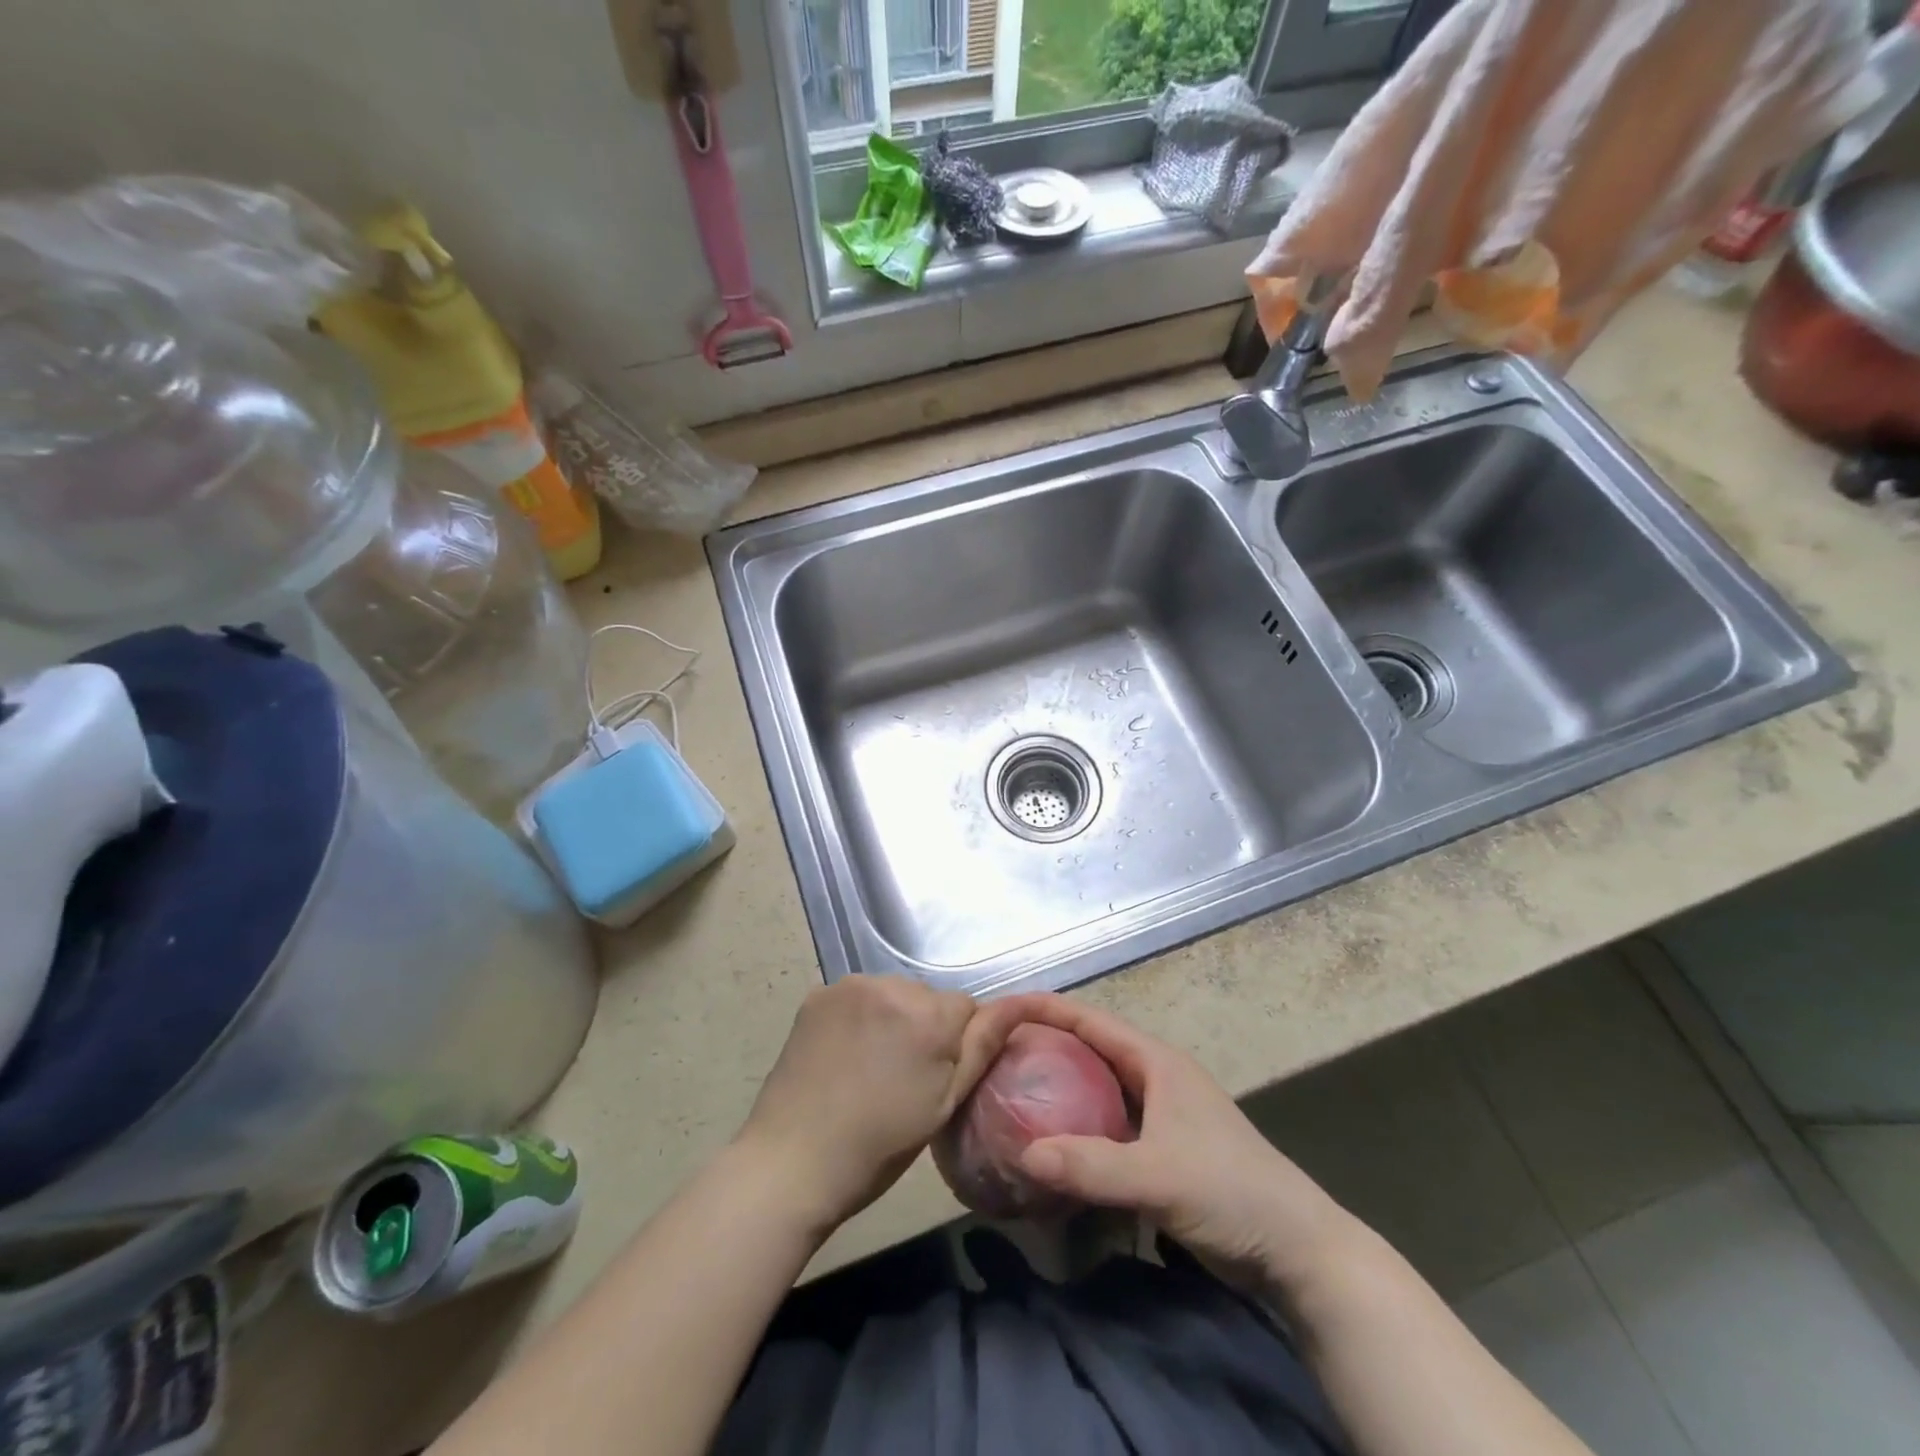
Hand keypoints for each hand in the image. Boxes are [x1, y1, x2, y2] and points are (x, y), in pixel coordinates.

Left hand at [735, 977, 1026, 1238]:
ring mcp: (850, 986)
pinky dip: (859, 1016)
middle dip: (924, 1026)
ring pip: (893, 994)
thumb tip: (1020, 1004)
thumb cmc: (879, 1145)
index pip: (966, 1008)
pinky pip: (858, 995)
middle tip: (901, 1077)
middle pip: (927, 998)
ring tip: (870, 1067)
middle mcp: (892, 985)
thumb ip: (983, 1046)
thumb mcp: (944, 1104)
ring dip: (892, 1018)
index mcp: (929, 1015)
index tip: (933, 1079)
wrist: (792, 1161)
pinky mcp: (819, 993)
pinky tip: (844, 1054)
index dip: (956, 1045)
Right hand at [1003, 994, 1353, 1291]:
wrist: (1298, 1249)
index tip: (1001, 1008)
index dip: (1046, 1008)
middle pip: (1091, 1048)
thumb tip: (1023, 1154)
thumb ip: (1091, 1166)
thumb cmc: (1231, 1193)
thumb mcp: (1158, 1177)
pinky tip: (1054, 1144)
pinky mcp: (1164, 1149)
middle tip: (997, 1053)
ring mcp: (1161, 1114)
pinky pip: (1108, 1124)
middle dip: (1047, 1043)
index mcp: (1156, 1062)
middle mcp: (1156, 1078)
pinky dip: (1079, 1125)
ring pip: (1099, 1087)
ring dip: (1062, 1086)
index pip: (1090, 1020)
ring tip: (1014, 1091)